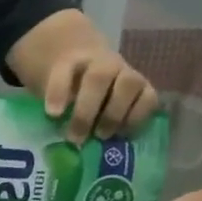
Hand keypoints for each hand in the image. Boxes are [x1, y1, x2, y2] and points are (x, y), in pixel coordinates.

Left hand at [43, 49, 159, 143]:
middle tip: (75, 138)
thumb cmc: (70, 90)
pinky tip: (122, 135)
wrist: (92, 70)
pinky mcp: (144, 88)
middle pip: (98, 77)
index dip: (57, 91)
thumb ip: (53, 109)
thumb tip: (55, 136)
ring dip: (114, 114)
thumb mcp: (54, 95)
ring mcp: (126, 73)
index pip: (64, 70)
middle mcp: (104, 63)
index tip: (52, 114)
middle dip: (86, 112)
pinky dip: (137, 118)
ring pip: (129, 84)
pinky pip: (149, 99)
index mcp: (73, 62)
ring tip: (101, 136)